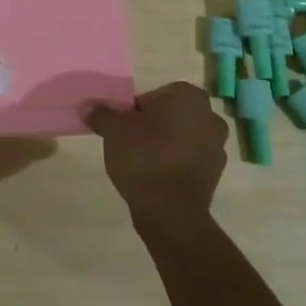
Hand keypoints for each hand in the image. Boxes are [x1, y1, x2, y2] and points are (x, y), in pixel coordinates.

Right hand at [85, 82, 227, 225]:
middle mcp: (210, 116)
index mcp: (188, 97)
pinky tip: (156, 176)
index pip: (154, 95)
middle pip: (170, 114)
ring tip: (141, 161)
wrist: (170, 211)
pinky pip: (189, 158)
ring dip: (165, 144)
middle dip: (152, 125)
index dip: (135, 110)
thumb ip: (101, 114)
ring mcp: (218, 146)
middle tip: (130, 141)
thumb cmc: (144, 157)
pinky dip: (175, 162)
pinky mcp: (216, 173)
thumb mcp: (113, 130)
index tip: (124, 126)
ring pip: (182, 136)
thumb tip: (86, 105)